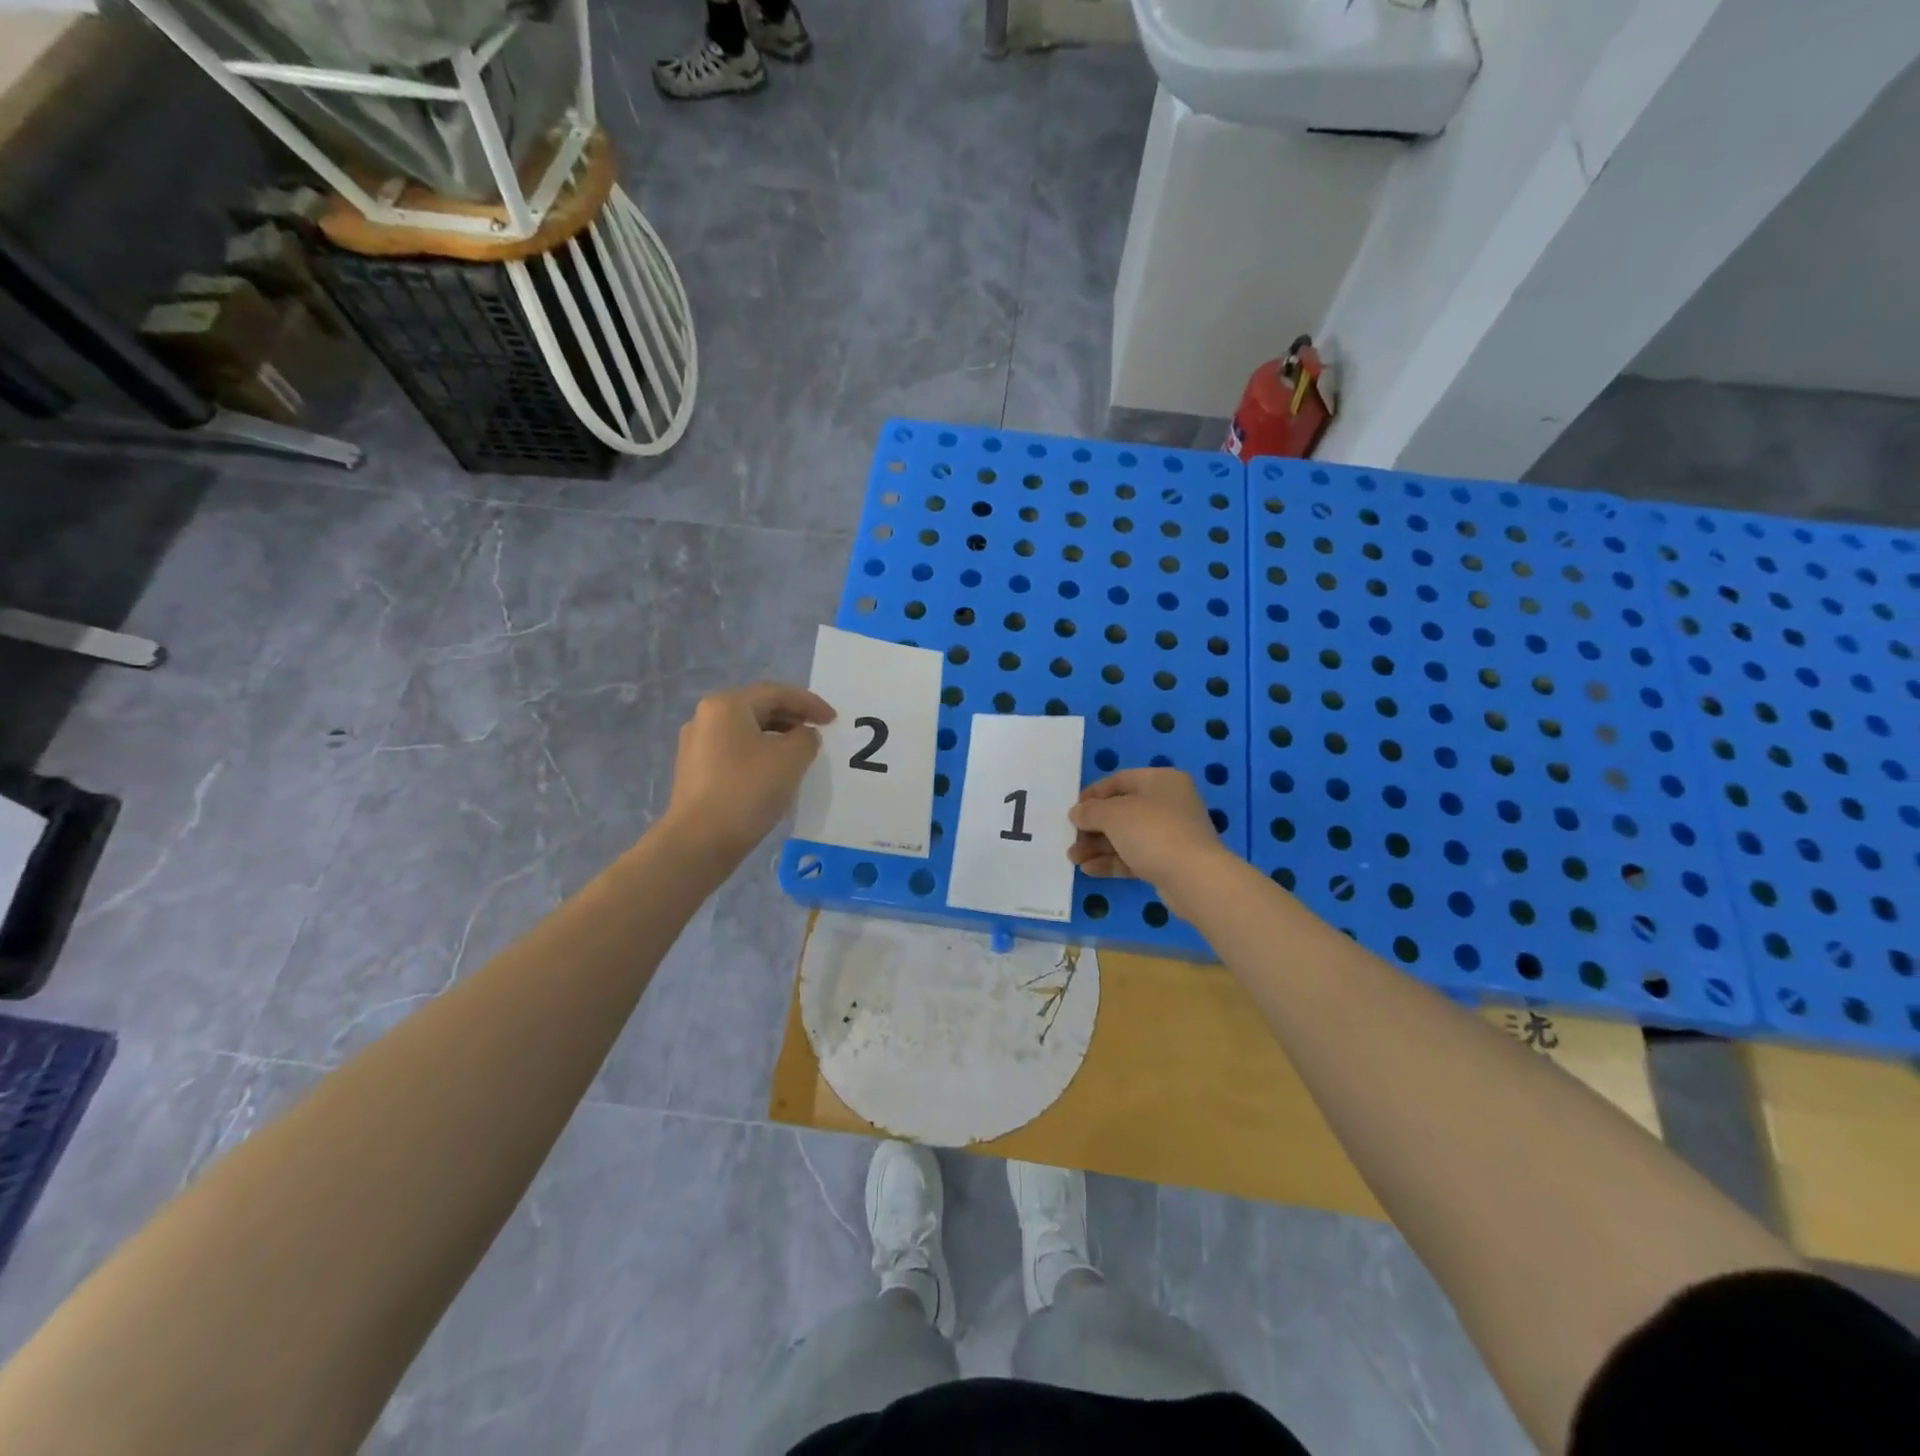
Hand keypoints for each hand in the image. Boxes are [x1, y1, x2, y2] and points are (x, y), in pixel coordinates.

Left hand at [663, 682, 834, 862]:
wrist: (700, 841)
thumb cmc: (747, 790)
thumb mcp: (791, 759)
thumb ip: (806, 738)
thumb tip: (803, 736)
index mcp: (726, 705)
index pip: (776, 693)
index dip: (809, 703)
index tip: (833, 719)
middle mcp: (706, 717)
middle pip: (758, 708)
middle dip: (792, 718)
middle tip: (818, 732)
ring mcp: (696, 745)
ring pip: (746, 731)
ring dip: (777, 737)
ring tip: (801, 754)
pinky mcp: (695, 771)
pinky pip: (735, 751)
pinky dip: (759, 754)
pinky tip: (774, 773)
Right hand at [1067, 768, 1232, 914]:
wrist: (1194, 878)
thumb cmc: (1152, 831)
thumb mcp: (1113, 815)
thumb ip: (1090, 811)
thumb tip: (1077, 812)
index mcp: (1161, 781)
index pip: (1120, 780)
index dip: (1093, 794)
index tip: (1072, 810)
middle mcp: (1169, 803)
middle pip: (1122, 810)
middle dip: (1093, 826)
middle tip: (1070, 839)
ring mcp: (1171, 833)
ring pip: (1127, 836)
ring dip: (1098, 846)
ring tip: (1073, 858)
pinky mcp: (1170, 861)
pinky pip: (1135, 856)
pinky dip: (1113, 861)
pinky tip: (1089, 870)